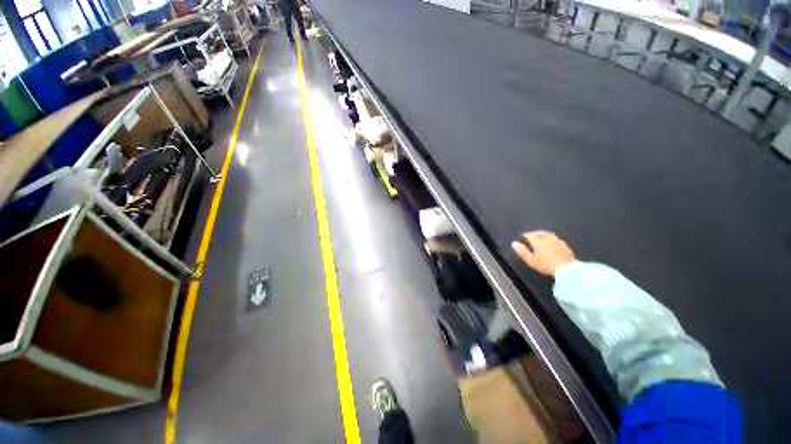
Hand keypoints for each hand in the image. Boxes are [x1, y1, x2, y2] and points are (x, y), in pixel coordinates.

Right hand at [511, 231, 576, 276]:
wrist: (567, 269)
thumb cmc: (546, 265)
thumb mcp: (531, 260)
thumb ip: (522, 251)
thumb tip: (514, 243)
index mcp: (538, 241)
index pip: (530, 235)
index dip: (525, 235)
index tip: (522, 237)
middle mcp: (548, 238)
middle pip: (540, 232)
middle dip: (534, 233)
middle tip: (531, 235)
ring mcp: (558, 241)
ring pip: (549, 234)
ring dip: (543, 235)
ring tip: (541, 238)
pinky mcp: (565, 246)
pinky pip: (556, 239)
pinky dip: (551, 239)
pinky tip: (552, 243)